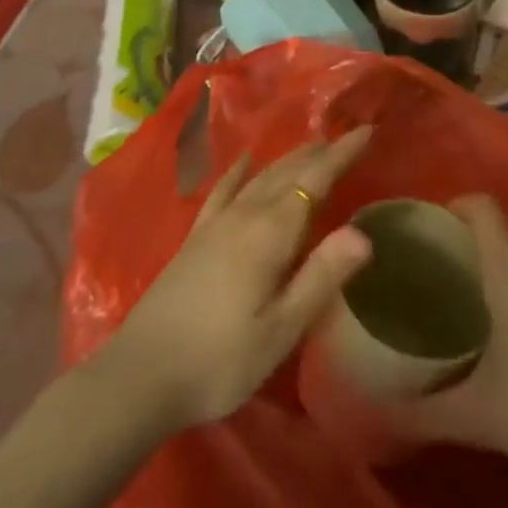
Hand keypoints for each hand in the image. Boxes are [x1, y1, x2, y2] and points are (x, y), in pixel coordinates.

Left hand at [101, 127, 373, 434]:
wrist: (140, 377)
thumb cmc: (220, 361)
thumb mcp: (280, 329)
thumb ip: (321, 277)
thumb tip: (364, 232)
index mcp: (270, 233)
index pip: (314, 180)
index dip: (342, 153)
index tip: (367, 130)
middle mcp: (244, 215)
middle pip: (288, 172)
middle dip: (320, 152)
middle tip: (347, 137)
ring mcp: (215, 224)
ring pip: (260, 177)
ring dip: (289, 158)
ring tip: (312, 145)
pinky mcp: (195, 238)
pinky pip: (223, 191)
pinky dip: (238, 172)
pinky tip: (244, 161)